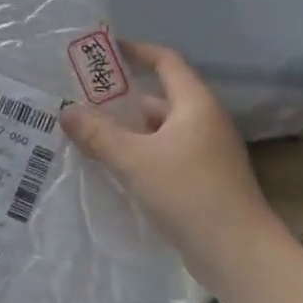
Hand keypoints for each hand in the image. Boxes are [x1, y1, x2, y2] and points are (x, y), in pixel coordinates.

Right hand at [59, 42, 279, 289]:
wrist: (237, 252)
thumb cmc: (187, 192)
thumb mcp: (135, 160)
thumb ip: (98, 134)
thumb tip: (66, 111)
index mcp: (195, 105)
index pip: (167, 62)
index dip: (138, 51)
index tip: (107, 50)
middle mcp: (204, 122)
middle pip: (159, 99)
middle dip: (121, 100)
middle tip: (82, 102)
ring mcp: (206, 153)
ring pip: (159, 131)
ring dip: (128, 131)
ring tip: (88, 136)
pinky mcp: (203, 181)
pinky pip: (165, 156)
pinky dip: (140, 155)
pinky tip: (114, 169)